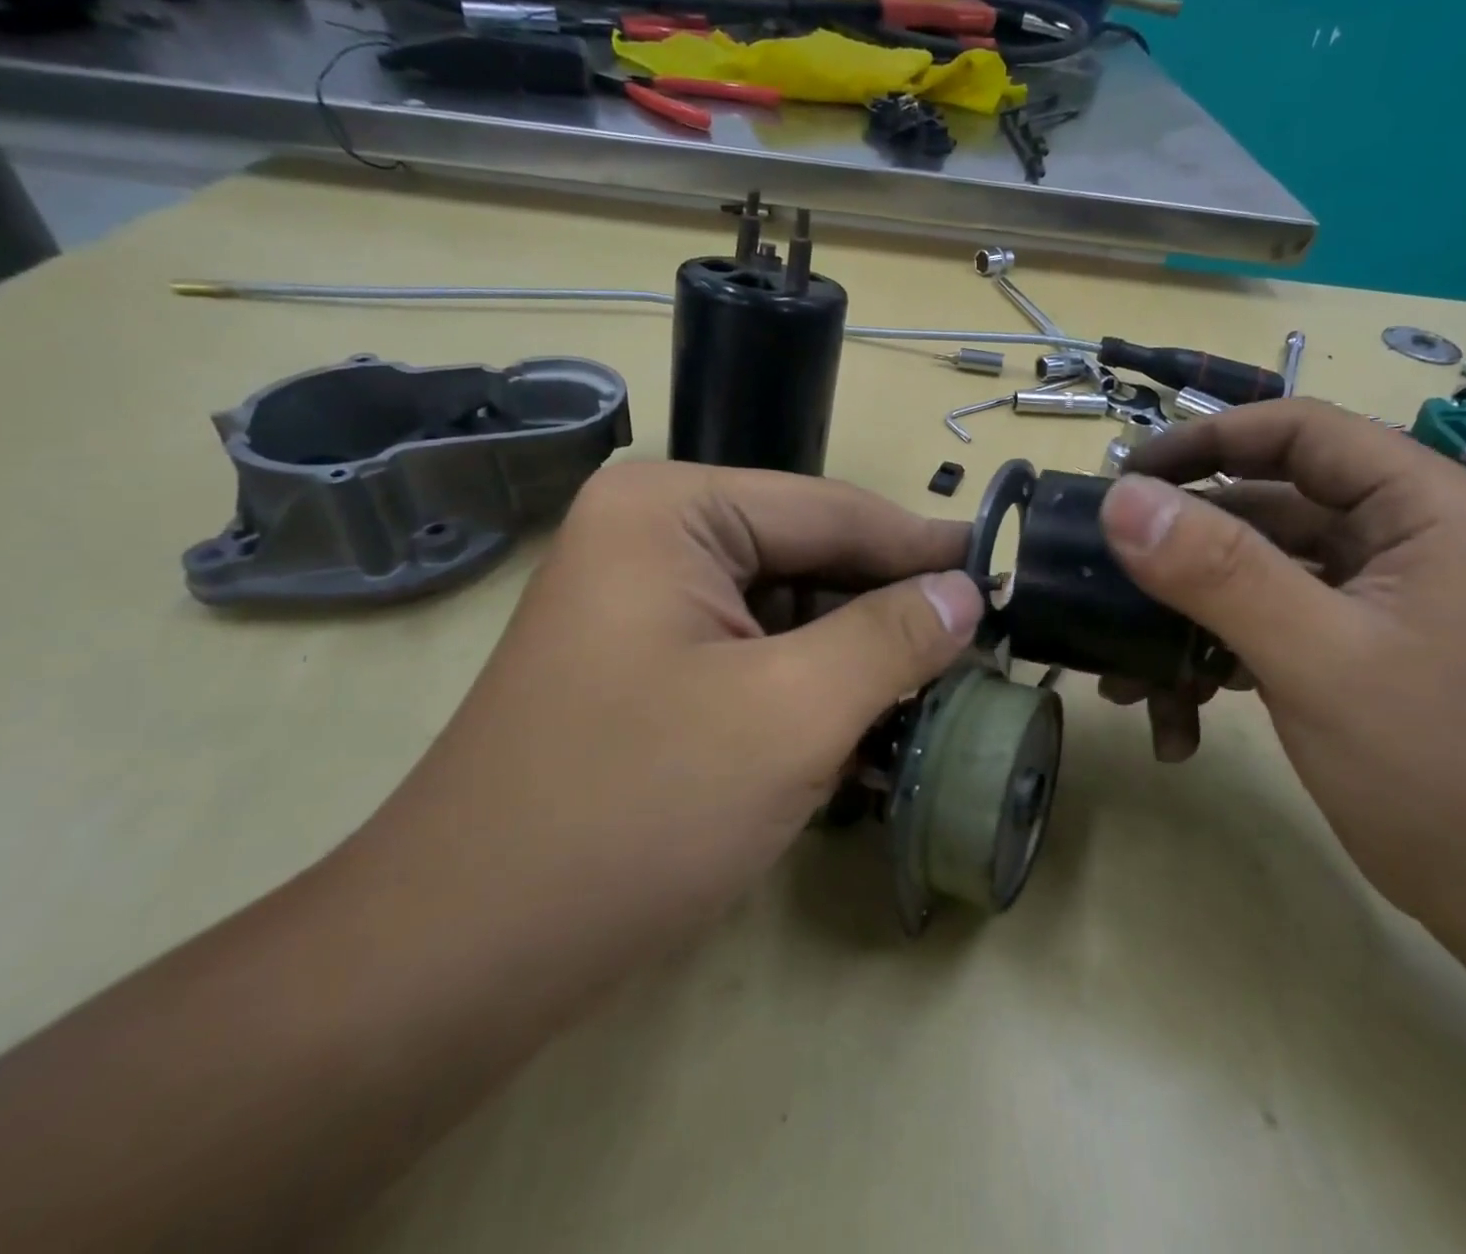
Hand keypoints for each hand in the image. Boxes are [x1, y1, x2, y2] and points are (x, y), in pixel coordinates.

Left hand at [354, 462, 983, 977]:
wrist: (462, 957)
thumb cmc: (634, 811)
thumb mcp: (792, 713)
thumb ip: (892, 636)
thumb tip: (967, 592)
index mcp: (671, 510)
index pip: (831, 510)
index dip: (924, 547)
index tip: (1003, 576)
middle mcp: (650, 536)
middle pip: (808, 559)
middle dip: (888, 609)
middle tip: (979, 647)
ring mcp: (640, 603)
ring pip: (785, 613)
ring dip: (854, 657)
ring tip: (933, 692)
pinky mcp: (642, 665)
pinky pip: (751, 655)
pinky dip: (809, 689)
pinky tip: (863, 729)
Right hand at [1096, 400, 1465, 920]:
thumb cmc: (1439, 767)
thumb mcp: (1316, 657)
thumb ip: (1218, 571)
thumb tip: (1121, 500)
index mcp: (1417, 507)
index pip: (1297, 431)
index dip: (1206, 440)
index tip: (1126, 478)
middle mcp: (1392, 537)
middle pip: (1261, 504)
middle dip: (1179, 549)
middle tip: (1105, 574)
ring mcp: (1362, 597)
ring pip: (1248, 573)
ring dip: (1183, 619)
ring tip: (1126, 676)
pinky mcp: (1339, 648)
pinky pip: (1255, 625)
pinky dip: (1209, 660)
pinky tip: (1176, 718)